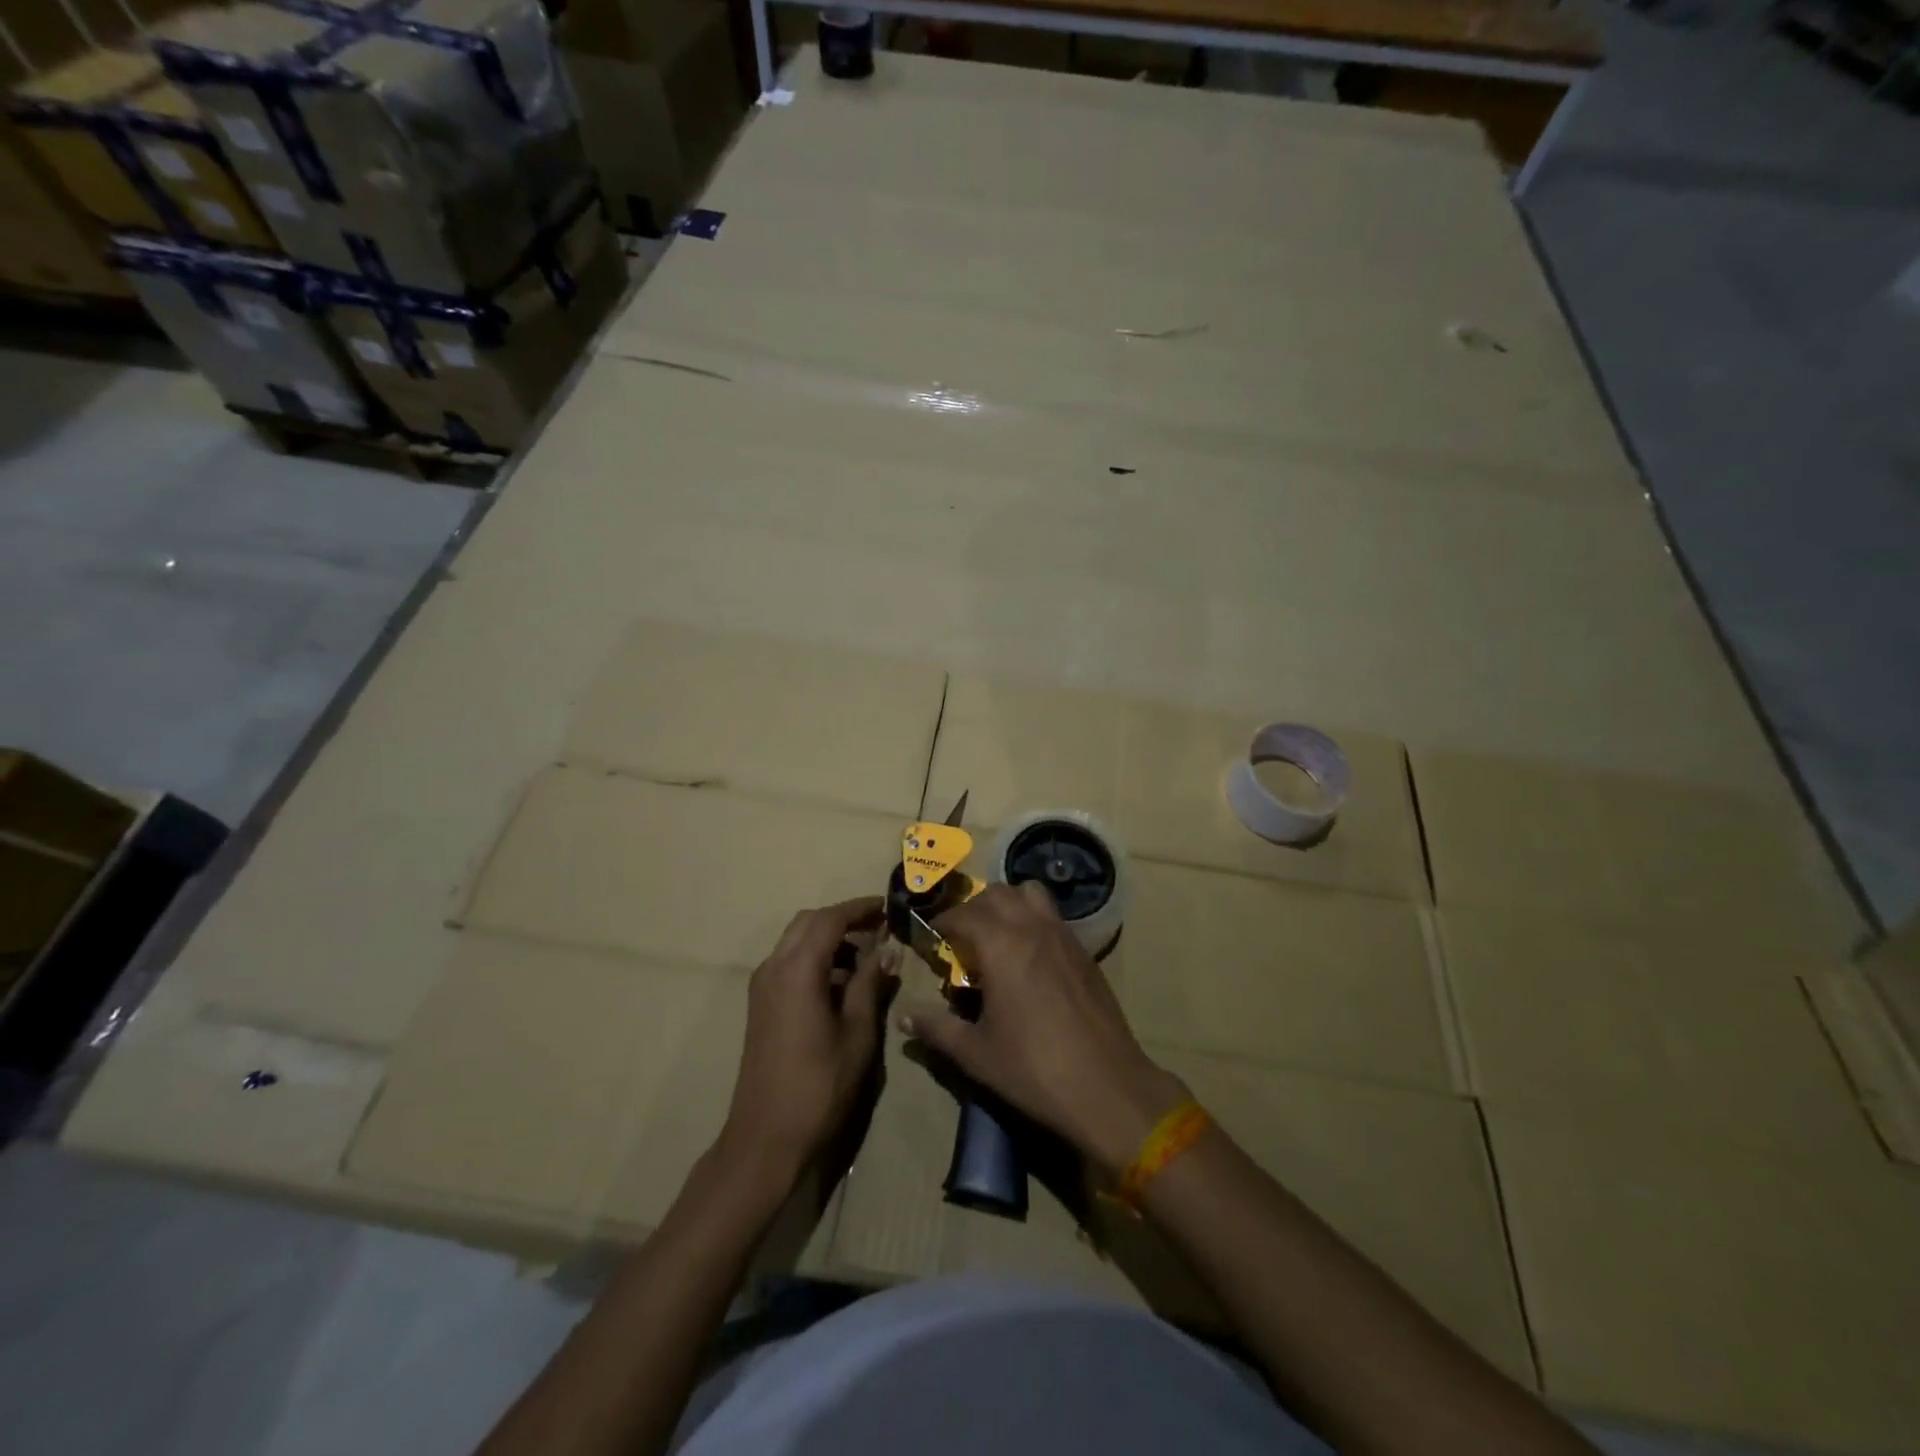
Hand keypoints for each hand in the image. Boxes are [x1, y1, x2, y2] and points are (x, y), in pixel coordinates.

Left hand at [721, 898, 898, 1189]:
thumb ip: (870, 983)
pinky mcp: (761, 1004)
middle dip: (844, 919)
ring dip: (829, 938)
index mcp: (797, 969)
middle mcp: (774, 967)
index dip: (861, 908)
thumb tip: (888, 950)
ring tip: (868, 955)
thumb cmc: (820, 1084)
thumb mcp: (857, 1032)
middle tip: (880, 928)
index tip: (890, 907)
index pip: (830, 919)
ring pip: (796, 940)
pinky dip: (816, 957)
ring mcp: (762, 985)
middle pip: (809, 922)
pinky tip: (842, 981)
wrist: (766, 1137)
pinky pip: (789, 962)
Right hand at [900, 882, 1185, 1174]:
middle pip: (997, 893)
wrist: (1106, 1087)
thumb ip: (936, 1029)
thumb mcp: (976, 1053)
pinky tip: (1029, 957)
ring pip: (1031, 894)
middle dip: (974, 907)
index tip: (931, 937)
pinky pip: (1053, 916)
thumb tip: (903, 1018)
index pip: (962, 914)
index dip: (942, 922)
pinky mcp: (1084, 951)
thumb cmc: (1033, 1069)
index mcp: (1001, 946)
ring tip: (997, 936)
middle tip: (962, 937)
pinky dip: (1033, 919)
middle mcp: (1032, 928)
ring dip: (1008, 904)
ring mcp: (1063, 936)